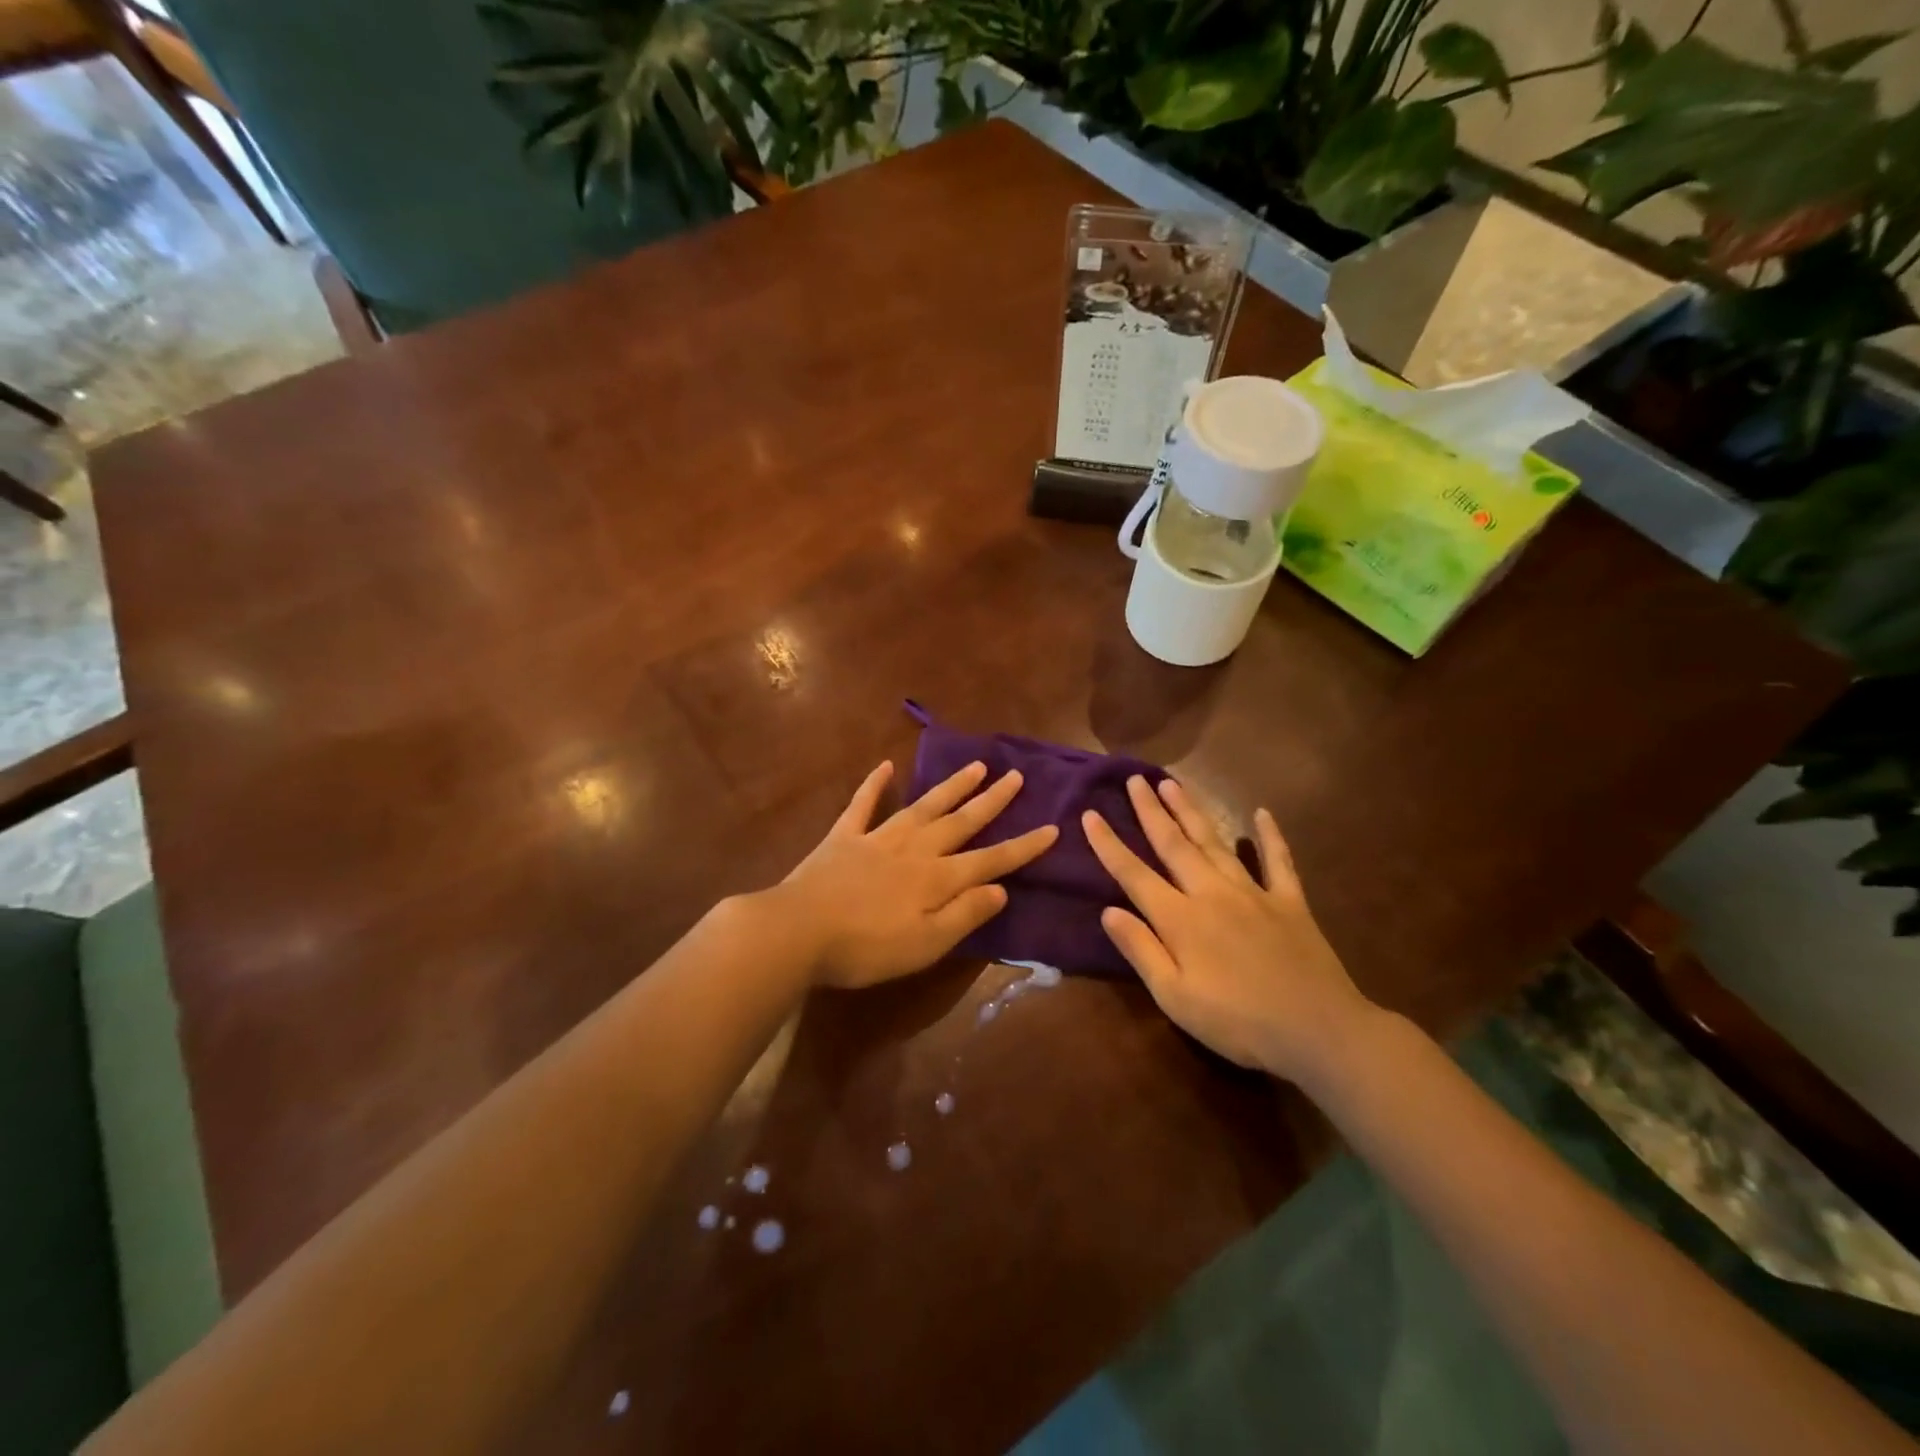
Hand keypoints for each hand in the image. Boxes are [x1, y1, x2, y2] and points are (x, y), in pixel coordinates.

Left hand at [780, 759, 1057, 988]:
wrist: (798, 931)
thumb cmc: (866, 948)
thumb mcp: (925, 945)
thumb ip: (965, 915)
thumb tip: (1001, 889)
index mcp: (937, 879)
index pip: (990, 860)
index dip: (1022, 847)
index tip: (1051, 828)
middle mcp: (915, 850)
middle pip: (961, 822)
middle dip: (992, 801)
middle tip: (1016, 776)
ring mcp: (878, 838)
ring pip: (924, 806)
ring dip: (952, 787)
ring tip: (976, 766)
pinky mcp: (844, 837)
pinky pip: (863, 805)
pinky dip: (874, 785)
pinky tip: (885, 766)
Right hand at [1084, 776, 1375, 1086]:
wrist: (1319, 1031)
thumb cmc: (1238, 1023)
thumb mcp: (1175, 998)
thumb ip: (1141, 950)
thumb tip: (1108, 911)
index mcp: (1180, 919)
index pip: (1134, 874)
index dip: (1109, 844)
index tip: (1090, 814)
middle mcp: (1211, 893)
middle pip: (1173, 844)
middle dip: (1151, 810)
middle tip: (1135, 779)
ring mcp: (1254, 893)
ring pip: (1215, 842)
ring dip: (1192, 811)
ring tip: (1173, 783)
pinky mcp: (1290, 902)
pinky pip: (1278, 861)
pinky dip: (1270, 836)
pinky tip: (1262, 814)